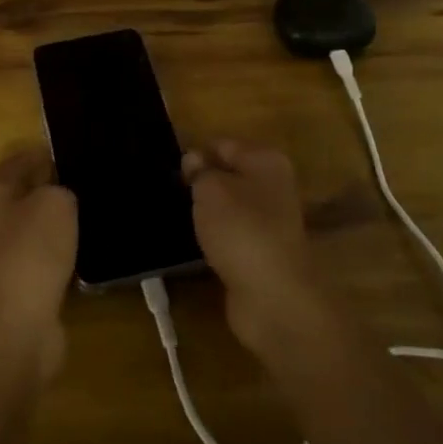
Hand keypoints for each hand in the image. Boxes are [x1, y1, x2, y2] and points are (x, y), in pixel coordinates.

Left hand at [0, 147, 77, 378]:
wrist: (17, 324)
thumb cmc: (32, 250)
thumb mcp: (56, 202)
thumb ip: (61, 189)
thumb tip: (61, 197)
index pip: (19, 161)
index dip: (43, 153)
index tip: (71, 150)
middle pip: (25, 196)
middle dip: (52, 190)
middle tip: (87, 184)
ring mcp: (2, 257)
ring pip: (35, 230)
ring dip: (58, 226)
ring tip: (91, 217)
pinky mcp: (18, 288)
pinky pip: (43, 261)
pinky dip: (61, 257)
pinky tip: (84, 254)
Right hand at [183, 141, 329, 358]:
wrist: (273, 298)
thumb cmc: (241, 230)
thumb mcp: (210, 190)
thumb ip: (199, 171)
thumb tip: (194, 159)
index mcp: (266, 161)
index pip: (223, 144)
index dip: (196, 153)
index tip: (169, 167)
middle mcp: (273, 187)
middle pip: (229, 175)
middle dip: (201, 182)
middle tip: (171, 190)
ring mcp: (270, 222)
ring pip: (230, 207)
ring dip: (208, 212)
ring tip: (179, 215)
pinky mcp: (262, 253)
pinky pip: (232, 235)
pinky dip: (215, 238)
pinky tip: (196, 243)